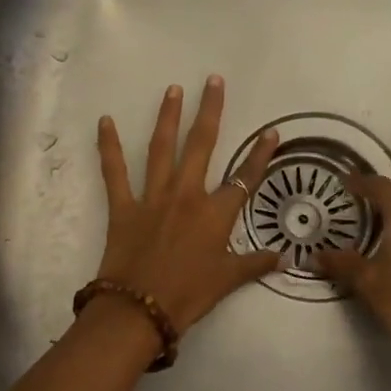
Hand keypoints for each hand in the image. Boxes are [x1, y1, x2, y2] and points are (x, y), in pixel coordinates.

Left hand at [94, 77, 281, 332]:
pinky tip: (105, 121)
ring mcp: (152, 197)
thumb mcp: (228, 280)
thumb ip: (255, 264)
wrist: (140, 309)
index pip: (245, 177)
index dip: (260, 154)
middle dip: (210, 111)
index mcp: (215, 213)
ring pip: (162, 148)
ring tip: (172, 90)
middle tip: (213, 81)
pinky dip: (109, 146)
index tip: (272, 132)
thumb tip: (285, 258)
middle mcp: (186, 195)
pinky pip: (114, 171)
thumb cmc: (189, 295)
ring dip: (167, 117)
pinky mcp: (123, 206)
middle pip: (202, 145)